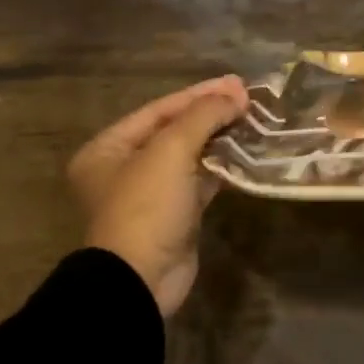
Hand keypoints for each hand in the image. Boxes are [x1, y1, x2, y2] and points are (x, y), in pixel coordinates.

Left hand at [67, 75, 248, 317]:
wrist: (142, 280)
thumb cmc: (146, 206)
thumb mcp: (171, 151)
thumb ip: (203, 116)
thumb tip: (237, 94)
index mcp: (108, 148)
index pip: (159, 109)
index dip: (199, 94)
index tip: (237, 83)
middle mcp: (125, 167)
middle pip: (175, 130)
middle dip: (212, 114)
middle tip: (249, 99)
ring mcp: (152, 193)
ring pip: (191, 155)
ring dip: (221, 138)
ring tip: (254, 120)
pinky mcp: (176, 214)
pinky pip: (201, 180)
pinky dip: (223, 166)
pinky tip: (248, 152)